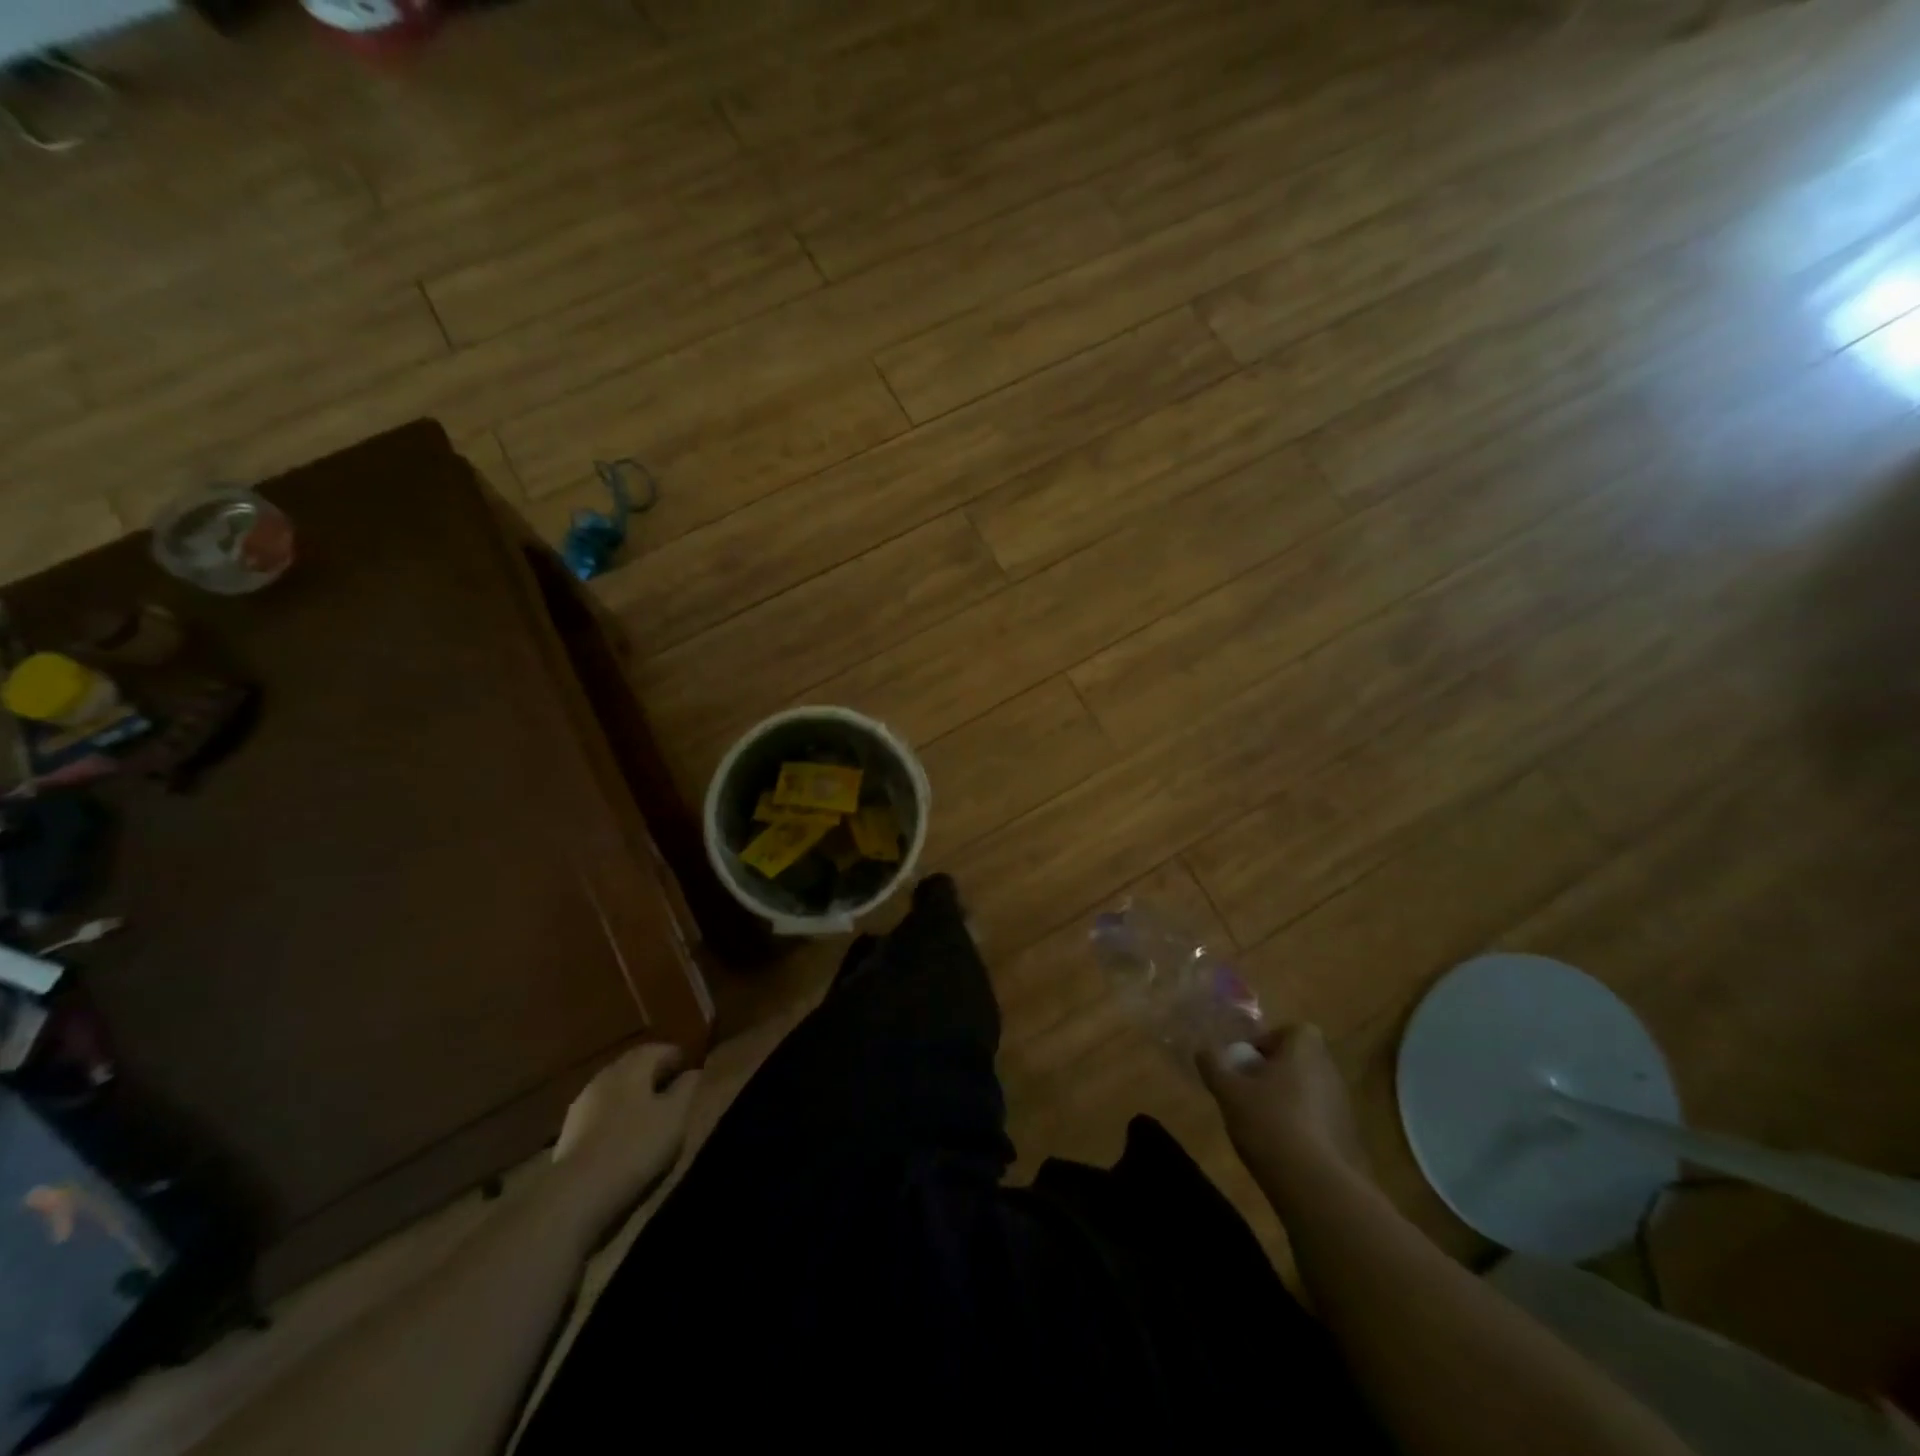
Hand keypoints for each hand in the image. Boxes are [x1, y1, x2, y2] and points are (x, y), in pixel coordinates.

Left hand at [552, 1041, 698, 1237]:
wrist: (575, 1194)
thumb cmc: (635, 1147)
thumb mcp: (675, 1116)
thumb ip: (686, 1088)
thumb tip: (692, 1072)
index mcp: (632, 1067)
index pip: (658, 1049)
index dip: (677, 1057)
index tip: (691, 1070)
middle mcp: (605, 1076)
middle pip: (634, 1067)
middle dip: (654, 1075)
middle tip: (674, 1092)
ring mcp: (583, 1104)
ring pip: (616, 1090)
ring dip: (634, 1097)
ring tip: (651, 1117)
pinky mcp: (570, 1131)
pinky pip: (602, 1113)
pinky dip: (617, 1116)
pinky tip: (625, 1137)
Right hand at [1197, 1024, 1368, 1203]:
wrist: (1317, 1187)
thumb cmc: (1270, 1123)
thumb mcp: (1229, 1092)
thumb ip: (1214, 1066)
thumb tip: (1203, 1051)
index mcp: (1306, 1052)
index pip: (1295, 1030)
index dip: (1270, 1041)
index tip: (1248, 1061)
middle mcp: (1330, 1073)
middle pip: (1301, 1061)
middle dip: (1275, 1071)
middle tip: (1248, 1089)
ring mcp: (1343, 1108)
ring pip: (1309, 1091)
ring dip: (1287, 1099)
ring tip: (1260, 1120)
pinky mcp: (1348, 1140)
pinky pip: (1319, 1120)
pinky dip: (1300, 1125)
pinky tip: (1279, 1146)